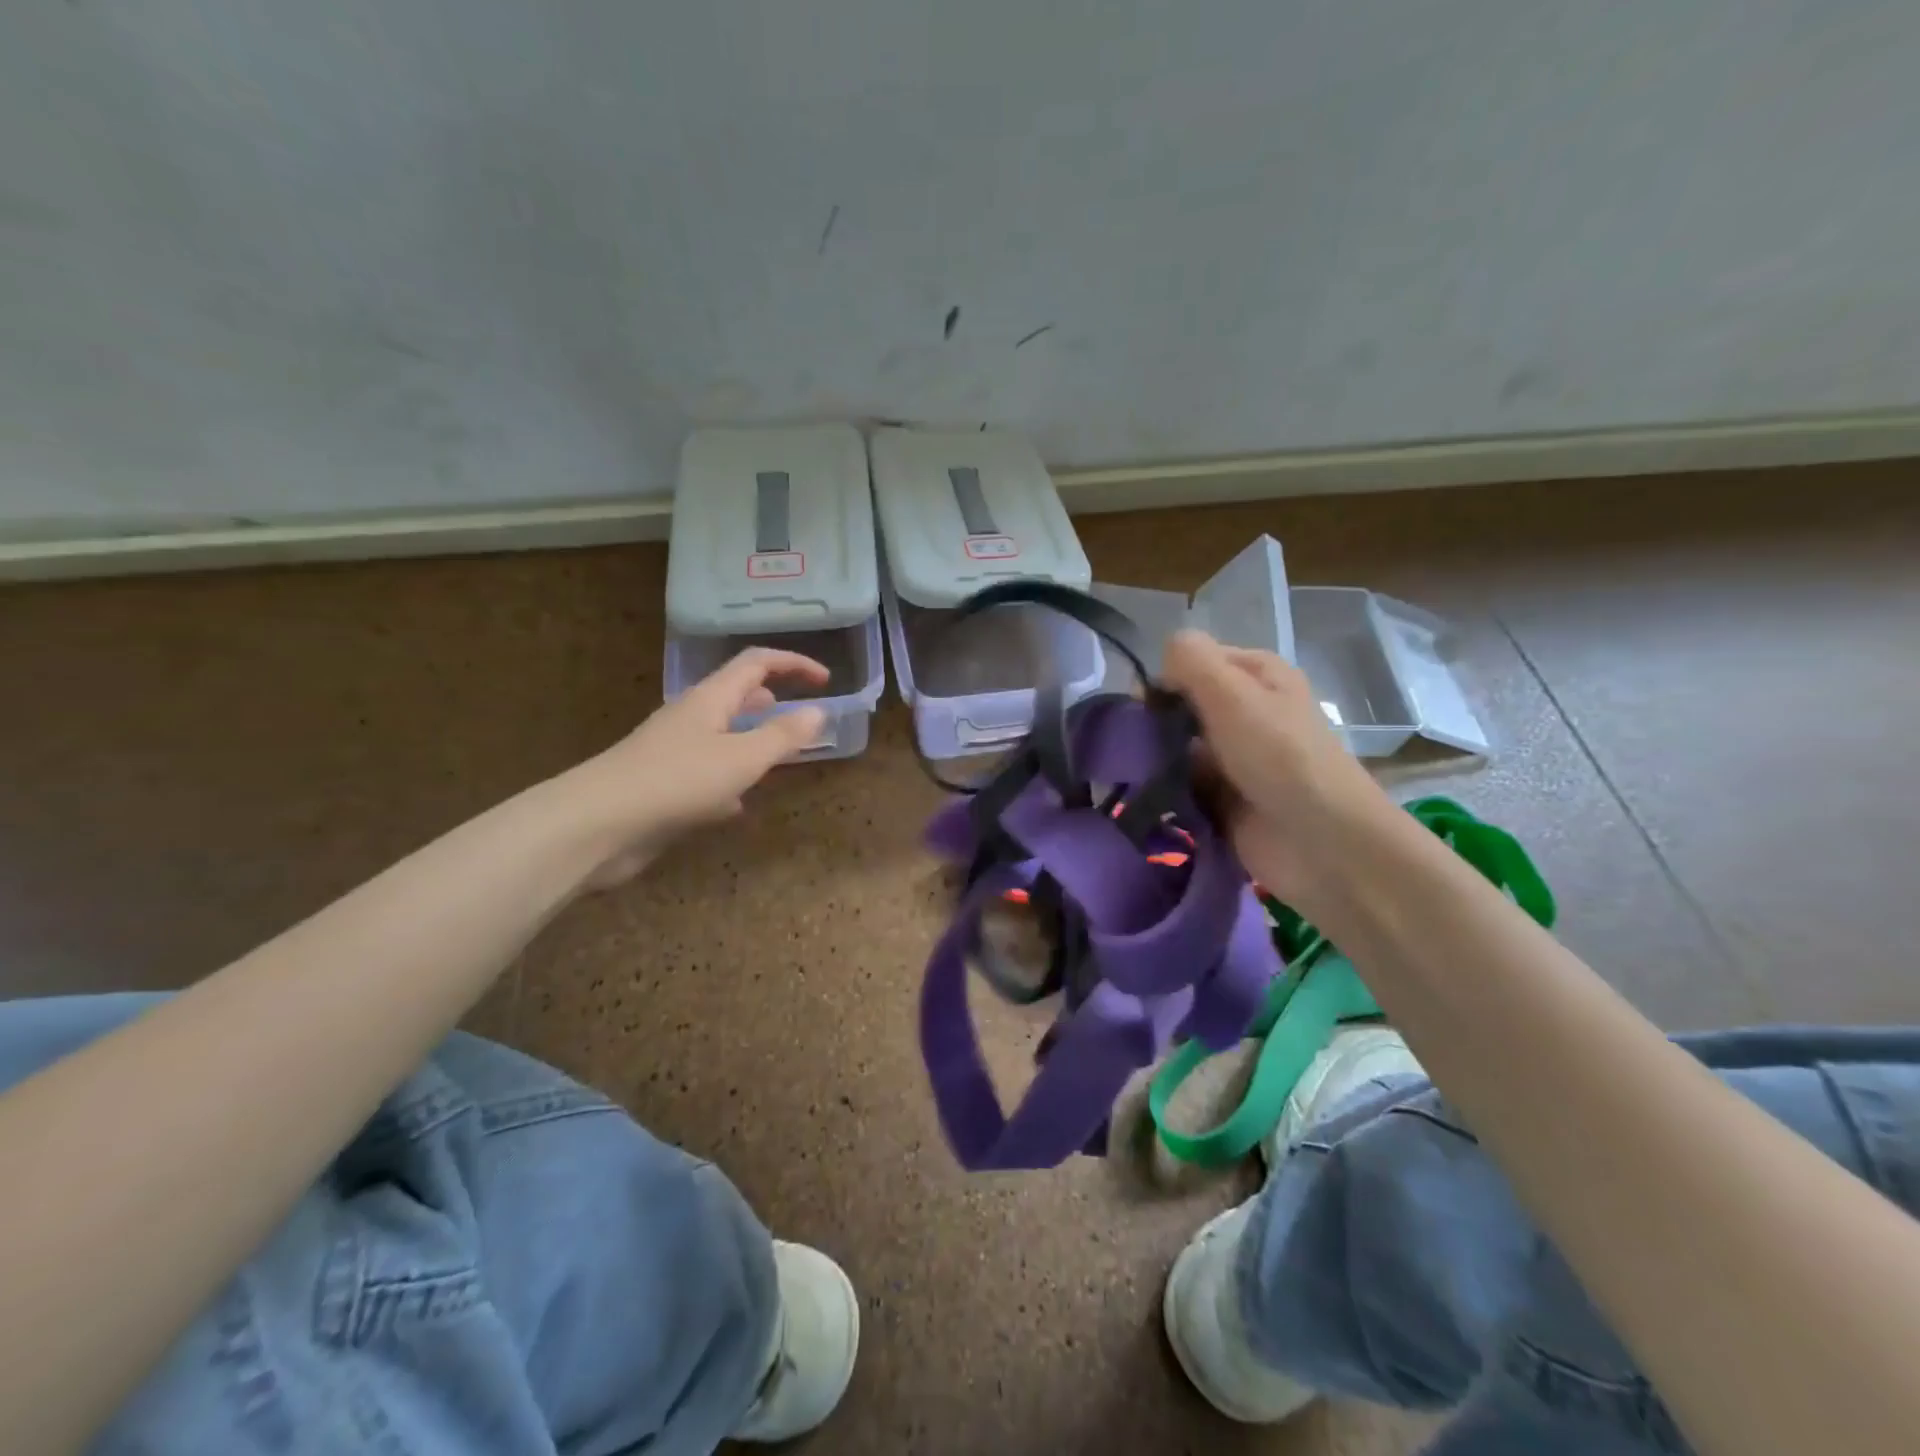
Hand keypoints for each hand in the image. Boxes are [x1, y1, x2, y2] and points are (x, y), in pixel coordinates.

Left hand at [577, 648, 830, 883]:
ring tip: (776, 757)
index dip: (793, 664)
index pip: (756, 663)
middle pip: (735, 695)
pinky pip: (705, 773)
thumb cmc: (677, 781)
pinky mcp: (663, 786)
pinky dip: (728, 780)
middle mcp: (691, 718)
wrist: (598, 825)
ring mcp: (673, 752)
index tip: (825, 680)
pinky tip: (738, 805)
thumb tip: (819, 712)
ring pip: (721, 735)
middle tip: (800, 715)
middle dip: (770, 700)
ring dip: (750, 740)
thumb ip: (783, 736)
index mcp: (711, 699)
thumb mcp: (742, 758)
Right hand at [1161, 629, 1388, 912]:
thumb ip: (1190, 660)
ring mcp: (1235, 757)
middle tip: (1134, 745)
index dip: (1165, 677)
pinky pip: (1181, 784)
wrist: (1320, 843)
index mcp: (1256, 675)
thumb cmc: (1279, 757)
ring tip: (1134, 776)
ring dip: (1154, 759)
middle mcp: (1246, 711)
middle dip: (1154, 722)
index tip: (1145, 706)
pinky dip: (1163, 790)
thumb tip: (1156, 667)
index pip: (1193, 660)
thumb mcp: (1232, 693)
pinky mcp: (1224, 798)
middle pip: (1182, 704)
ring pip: (1176, 746)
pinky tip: (1146, 798)